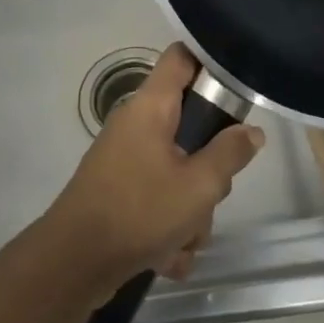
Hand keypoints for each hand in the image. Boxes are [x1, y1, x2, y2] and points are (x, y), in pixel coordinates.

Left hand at [41, 44, 263, 297]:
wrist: (72, 265)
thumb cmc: (138, 212)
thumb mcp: (199, 185)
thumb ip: (230, 154)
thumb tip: (251, 131)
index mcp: (151, 107)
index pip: (182, 57)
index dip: (212, 62)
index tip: (240, 85)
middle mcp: (135, 126)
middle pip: (190, 125)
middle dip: (209, 165)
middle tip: (213, 189)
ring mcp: (125, 160)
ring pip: (178, 170)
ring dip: (190, 208)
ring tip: (185, 238)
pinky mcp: (119, 193)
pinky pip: (158, 200)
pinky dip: (168, 227)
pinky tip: (169, 257)